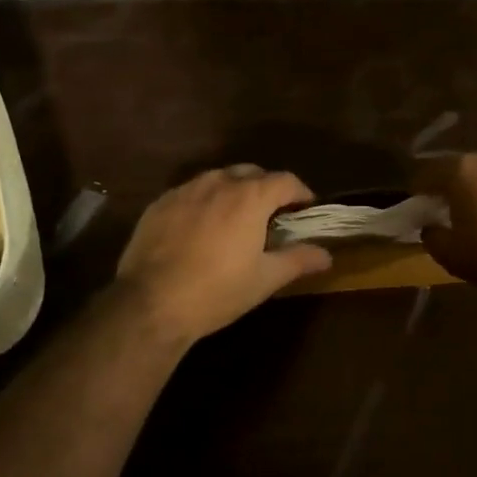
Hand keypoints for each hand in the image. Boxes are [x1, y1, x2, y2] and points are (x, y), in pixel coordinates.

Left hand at [116, 165, 331, 345]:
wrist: (150, 303)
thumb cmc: (217, 291)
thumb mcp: (264, 279)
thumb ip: (298, 260)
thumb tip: (327, 254)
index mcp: (250, 197)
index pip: (285, 180)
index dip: (300, 193)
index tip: (305, 209)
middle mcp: (218, 183)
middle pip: (252, 173)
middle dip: (267, 188)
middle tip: (272, 215)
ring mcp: (185, 190)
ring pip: (218, 179)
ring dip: (234, 191)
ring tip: (236, 218)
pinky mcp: (159, 203)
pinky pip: (191, 192)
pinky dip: (204, 202)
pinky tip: (201, 228)